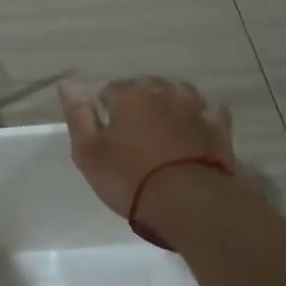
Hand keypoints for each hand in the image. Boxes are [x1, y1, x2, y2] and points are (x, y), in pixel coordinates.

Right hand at [58, 77, 236, 216]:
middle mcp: (163, 93)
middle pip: (146, 87)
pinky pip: (211, 113)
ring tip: (163, 125)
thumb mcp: (88, 152)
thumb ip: (78, 114)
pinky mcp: (218, 129)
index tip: (105, 132)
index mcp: (129, 95)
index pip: (111, 89)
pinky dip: (203, 116)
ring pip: (180, 93)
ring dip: (170, 102)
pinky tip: (198, 126)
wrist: (188, 203)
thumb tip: (67, 82)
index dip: (106, 108)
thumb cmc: (130, 178)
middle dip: (138, 101)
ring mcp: (195, 109)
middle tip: (132, 131)